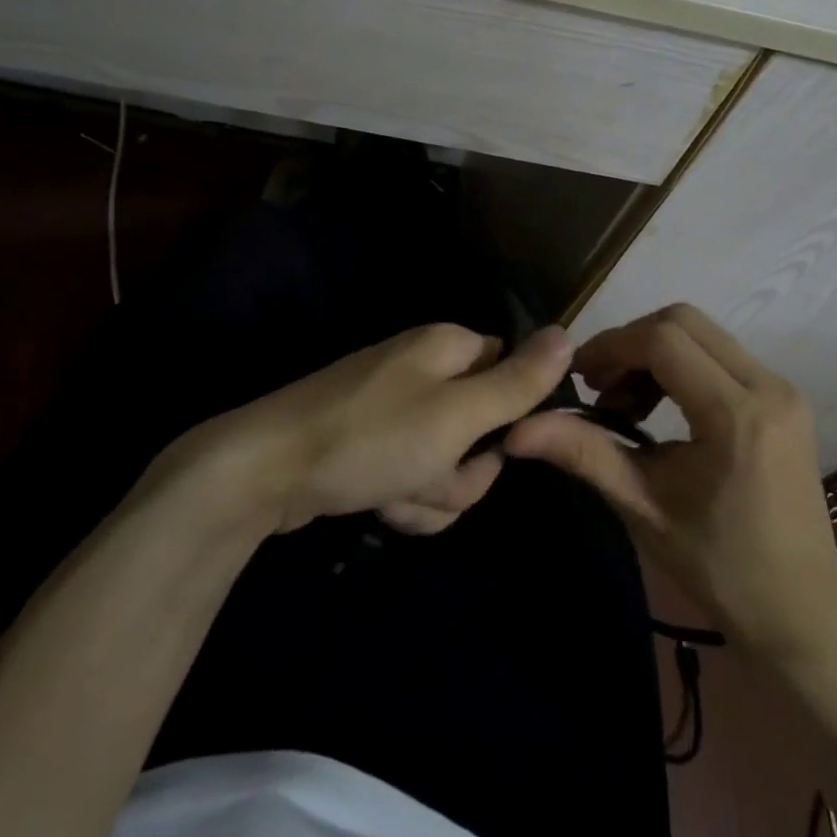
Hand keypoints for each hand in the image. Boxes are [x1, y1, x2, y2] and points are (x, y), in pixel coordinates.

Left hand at [175, 324, 573, 536]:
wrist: (266, 472)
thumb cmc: (371, 437)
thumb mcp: (457, 414)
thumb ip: (518, 381)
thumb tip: (569, 332)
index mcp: (449, 348)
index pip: (512, 376)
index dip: (511, 421)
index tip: (496, 449)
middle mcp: (425, 370)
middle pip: (482, 431)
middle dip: (464, 471)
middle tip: (431, 475)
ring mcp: (396, 409)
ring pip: (449, 464)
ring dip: (432, 493)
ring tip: (394, 494)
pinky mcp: (372, 444)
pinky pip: (413, 476)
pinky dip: (403, 497)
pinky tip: (376, 504)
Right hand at [505, 305, 836, 658]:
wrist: (801, 613)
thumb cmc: (719, 567)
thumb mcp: (642, 507)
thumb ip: (583, 453)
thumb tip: (516, 429)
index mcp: (737, 415)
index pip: (663, 340)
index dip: (612, 346)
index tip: (579, 376)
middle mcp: (768, 387)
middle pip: (683, 321)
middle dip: (630, 342)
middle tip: (600, 386)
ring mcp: (783, 389)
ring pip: (702, 334)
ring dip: (654, 352)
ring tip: (625, 404)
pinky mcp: (784, 398)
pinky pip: (721, 355)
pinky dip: (681, 365)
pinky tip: (659, 408)